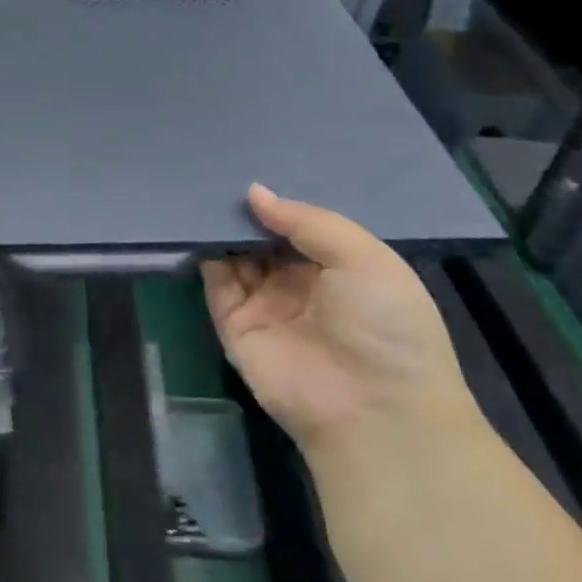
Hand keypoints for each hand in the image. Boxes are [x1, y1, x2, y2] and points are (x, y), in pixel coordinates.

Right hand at [200, 184, 476, 451]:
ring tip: (202, 190)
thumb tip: (254, 193)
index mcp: (340, 269)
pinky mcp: (236, 327)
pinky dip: (206, 256)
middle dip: (246, 213)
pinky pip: (216, 285)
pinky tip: (196, 225)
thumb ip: (308, 221)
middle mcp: (300, 285)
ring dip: (223, 229)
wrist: (373, 410)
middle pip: (264, 240)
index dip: (281, 203)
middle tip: (219, 173)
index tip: (254, 172)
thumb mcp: (364, 258)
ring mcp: (266, 306)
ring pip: (236, 258)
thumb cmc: (385, 324)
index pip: (302, 227)